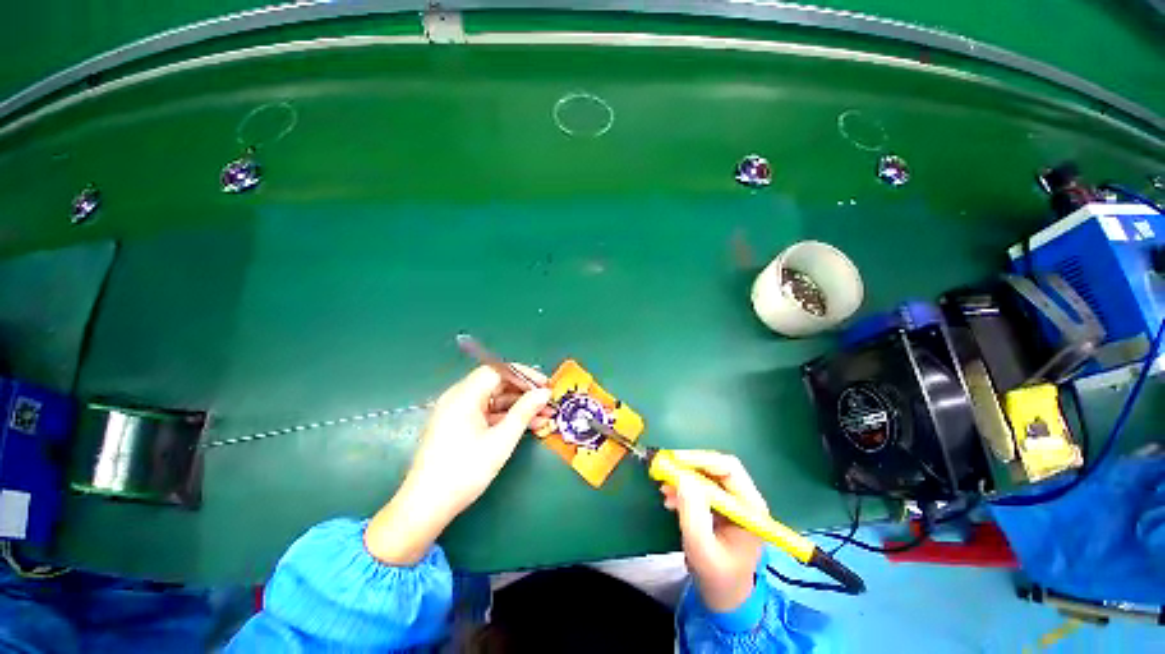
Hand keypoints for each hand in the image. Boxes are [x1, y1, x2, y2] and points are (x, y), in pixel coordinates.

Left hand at [365, 366, 552, 564]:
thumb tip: (544, 393)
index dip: (524, 375)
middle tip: (548, 401)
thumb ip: (524, 411)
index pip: (498, 371)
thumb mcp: (501, 440)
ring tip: (545, 415)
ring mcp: (457, 411)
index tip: (545, 385)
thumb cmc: (465, 471)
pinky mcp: (458, 425)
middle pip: (497, 384)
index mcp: (464, 395)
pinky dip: (506, 416)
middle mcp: (458, 397)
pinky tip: (527, 425)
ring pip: (494, 399)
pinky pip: (486, 412)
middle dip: (524, 392)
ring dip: (519, 405)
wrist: (427, 506)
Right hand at [660, 451, 767, 612]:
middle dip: (689, 466)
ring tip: (664, 489)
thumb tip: (682, 478)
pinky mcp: (720, 504)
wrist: (724, 596)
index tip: (674, 461)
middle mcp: (745, 499)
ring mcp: (733, 501)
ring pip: (707, 474)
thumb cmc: (717, 576)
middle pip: (717, 467)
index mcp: (751, 508)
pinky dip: (684, 487)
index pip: (729, 469)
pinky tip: (670, 499)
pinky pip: (701, 485)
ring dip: (684, 477)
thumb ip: (693, 514)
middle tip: (665, 469)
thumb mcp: (701, 549)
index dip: (701, 460)